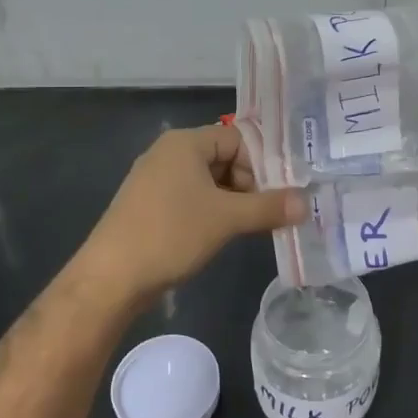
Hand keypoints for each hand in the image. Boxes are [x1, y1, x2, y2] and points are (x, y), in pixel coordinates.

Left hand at [80, 123, 305, 301]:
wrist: (110, 278)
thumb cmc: (171, 234)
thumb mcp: (227, 219)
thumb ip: (269, 207)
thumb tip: (306, 203)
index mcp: (185, 143)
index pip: (239, 139)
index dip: (263, 164)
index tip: (281, 193)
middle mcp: (169, 153)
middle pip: (225, 159)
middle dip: (251, 185)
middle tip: (271, 213)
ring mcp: (156, 180)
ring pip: (210, 182)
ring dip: (234, 201)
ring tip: (254, 227)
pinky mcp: (150, 206)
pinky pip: (192, 199)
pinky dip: (213, 212)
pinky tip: (224, 235)